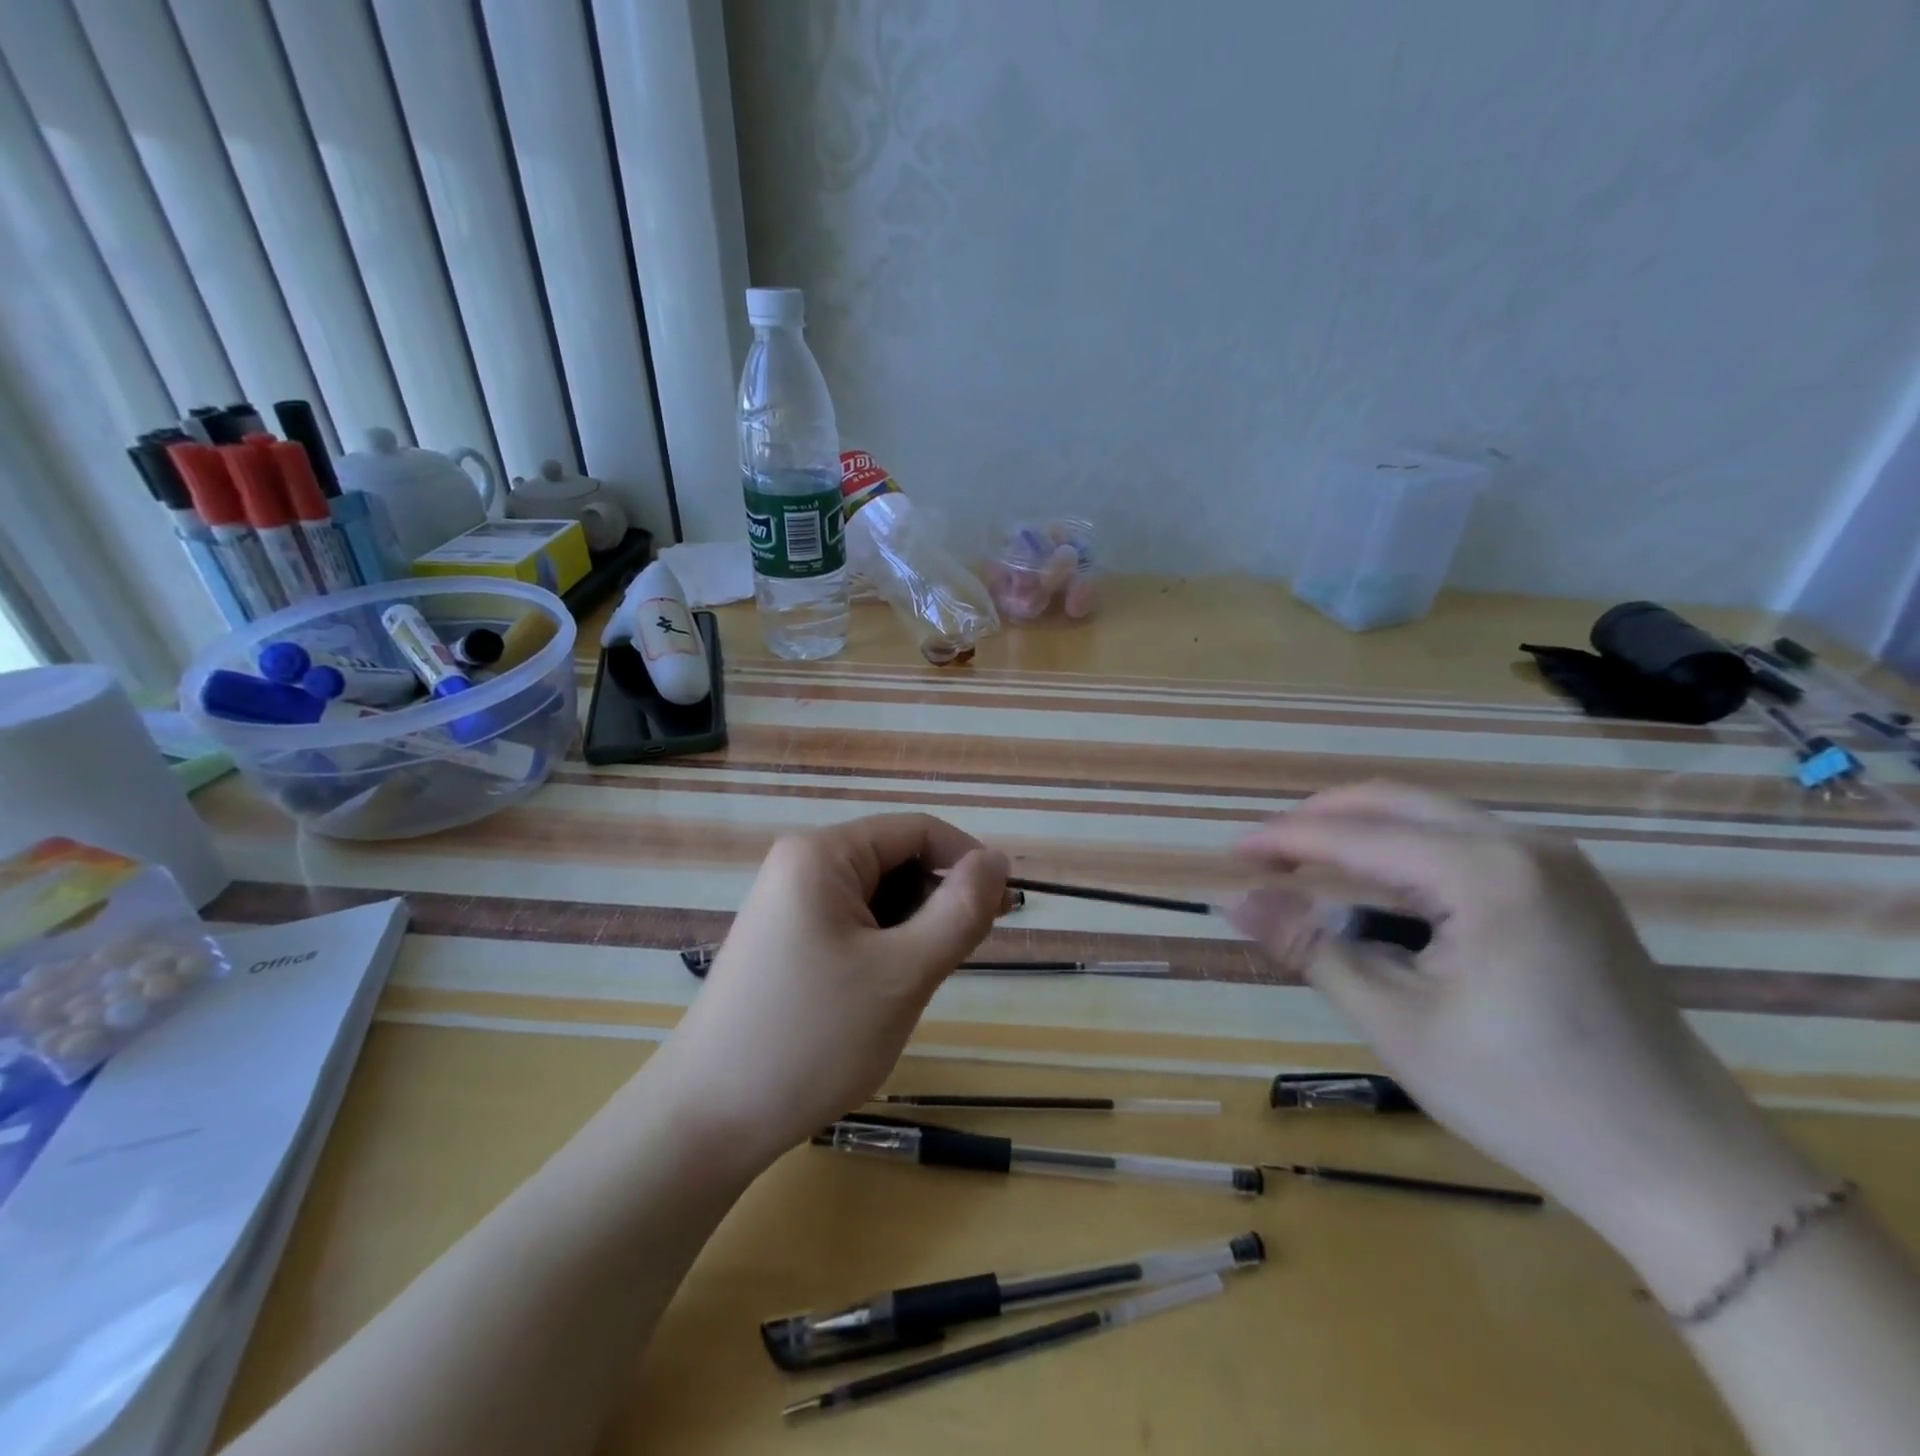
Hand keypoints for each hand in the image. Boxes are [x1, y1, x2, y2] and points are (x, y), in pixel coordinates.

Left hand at [654, 814, 1007, 1174]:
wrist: (708, 1120)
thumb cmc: (812, 1038)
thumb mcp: (903, 973)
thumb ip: (960, 911)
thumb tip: (996, 861)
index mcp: (823, 854)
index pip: (916, 830)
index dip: (967, 861)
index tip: (1002, 910)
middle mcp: (800, 865)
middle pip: (895, 860)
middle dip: (937, 900)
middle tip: (959, 959)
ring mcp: (786, 904)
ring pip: (876, 897)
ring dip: (911, 929)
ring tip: (914, 985)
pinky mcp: (783, 940)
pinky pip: (851, 924)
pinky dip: (882, 948)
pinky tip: (880, 994)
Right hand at [1229, 783, 1825, 1302]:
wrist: (1682, 1166)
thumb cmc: (1524, 1096)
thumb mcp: (1397, 1022)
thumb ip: (1311, 947)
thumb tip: (1235, 900)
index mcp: (1486, 873)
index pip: (1357, 836)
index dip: (1285, 840)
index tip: (1230, 851)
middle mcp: (1525, 845)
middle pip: (1394, 803)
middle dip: (1320, 820)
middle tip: (1263, 854)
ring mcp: (1556, 861)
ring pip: (1430, 816)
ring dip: (1361, 832)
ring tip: (1307, 865)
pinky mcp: (1569, 886)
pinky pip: (1465, 841)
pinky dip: (1406, 851)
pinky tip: (1381, 885)